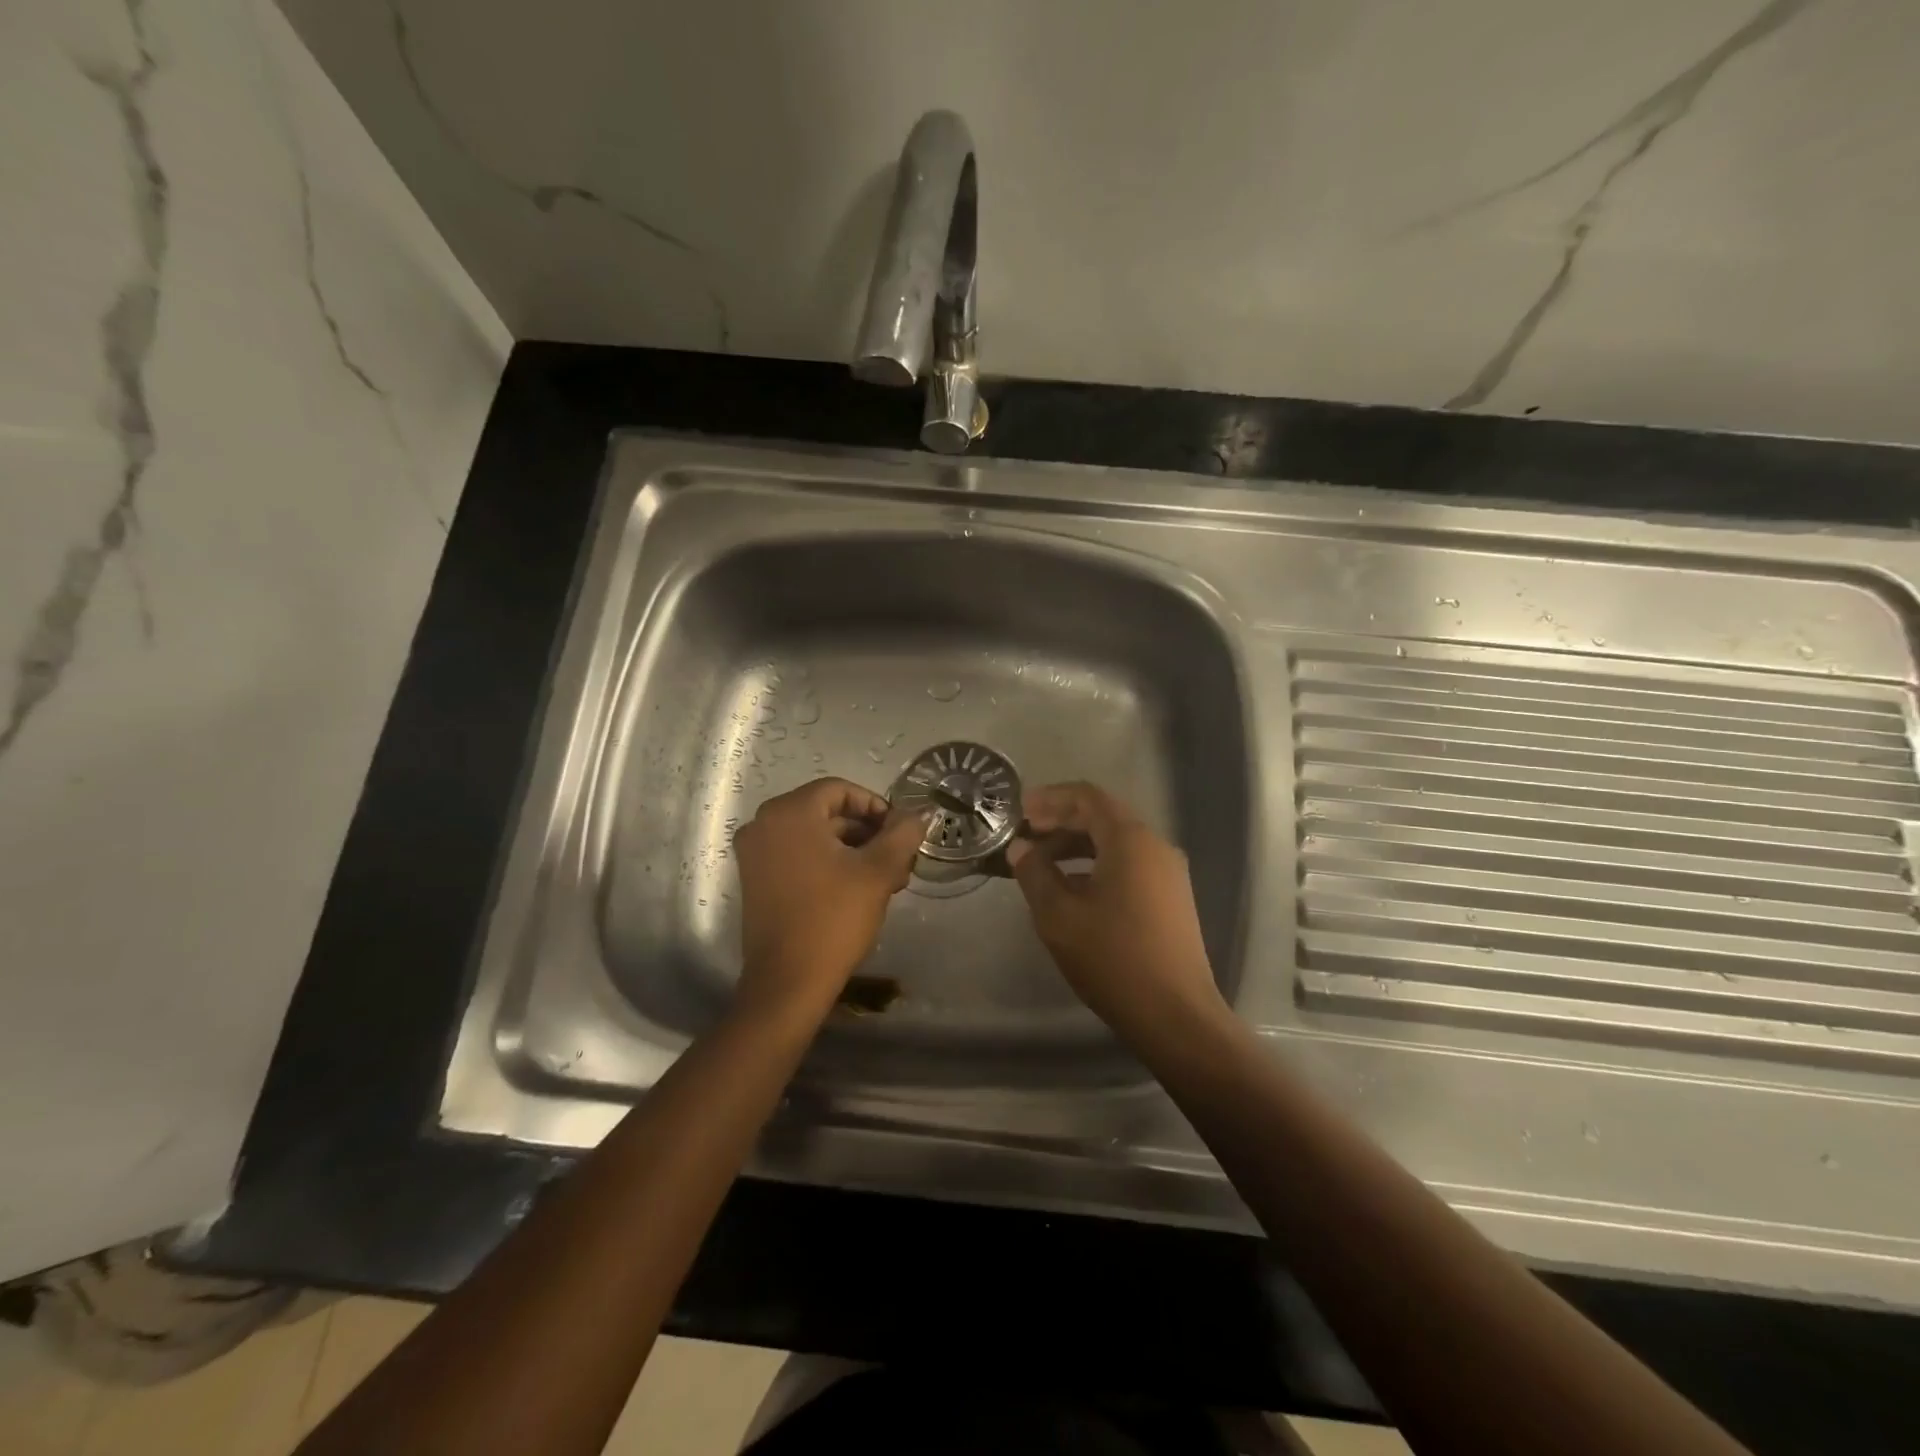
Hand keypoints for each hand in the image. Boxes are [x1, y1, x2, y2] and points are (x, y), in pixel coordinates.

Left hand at [732, 777, 928, 1018]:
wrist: (788, 982)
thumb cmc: (833, 918)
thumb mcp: (877, 872)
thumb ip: (902, 834)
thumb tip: (920, 814)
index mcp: (789, 813)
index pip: (839, 790)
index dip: (875, 806)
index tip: (900, 832)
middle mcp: (764, 825)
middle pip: (826, 812)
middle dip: (867, 832)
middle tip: (900, 858)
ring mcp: (755, 854)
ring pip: (814, 837)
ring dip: (853, 850)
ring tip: (889, 878)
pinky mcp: (756, 880)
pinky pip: (798, 856)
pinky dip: (828, 863)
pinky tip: (859, 889)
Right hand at [1006, 782, 1228, 1044]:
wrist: (1175, 1016)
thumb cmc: (1112, 958)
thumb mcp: (1058, 915)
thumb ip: (1035, 873)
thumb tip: (1021, 847)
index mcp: (1130, 840)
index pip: (1087, 797)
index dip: (1050, 798)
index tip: (1019, 811)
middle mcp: (1155, 846)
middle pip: (1103, 817)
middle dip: (1061, 822)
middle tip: (1024, 836)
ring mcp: (1168, 873)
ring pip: (1116, 843)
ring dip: (1077, 846)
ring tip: (1040, 864)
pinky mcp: (1171, 898)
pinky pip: (1129, 865)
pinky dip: (1096, 865)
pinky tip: (1071, 890)